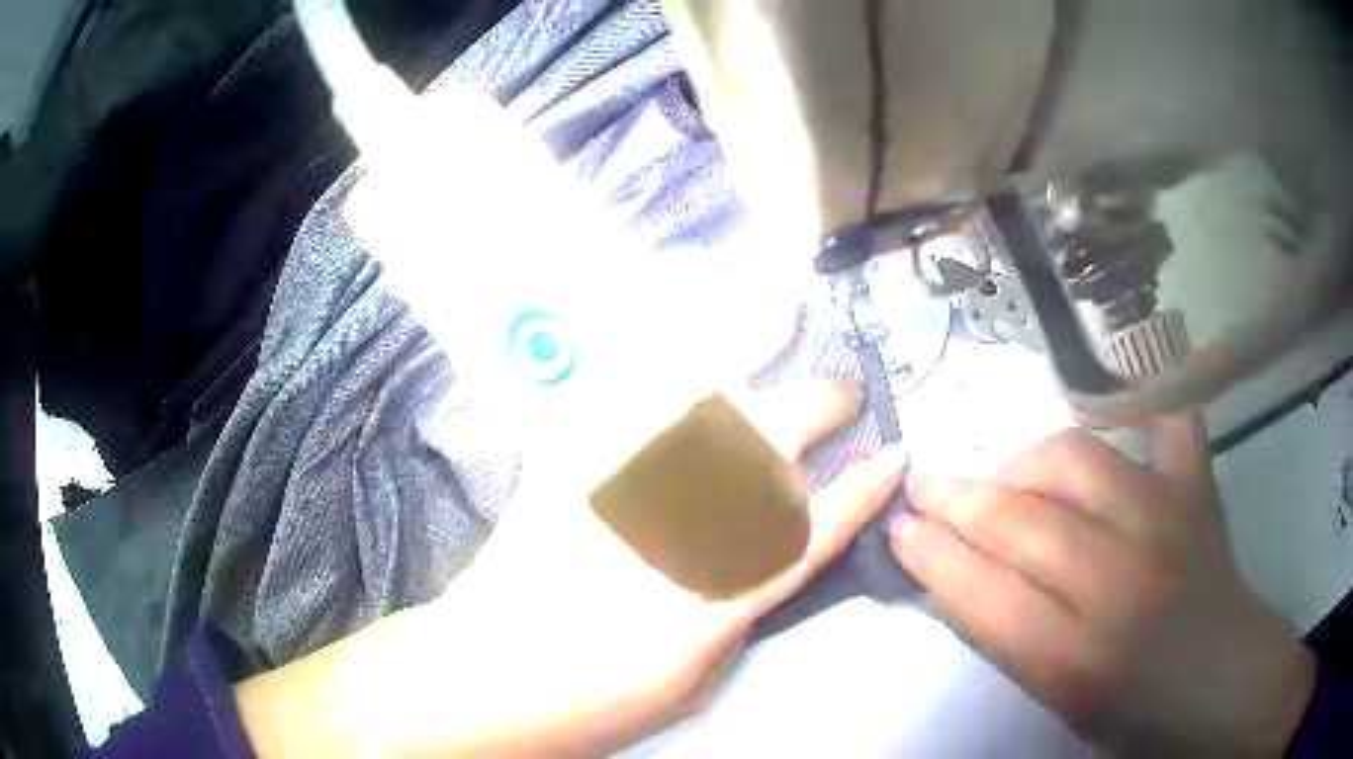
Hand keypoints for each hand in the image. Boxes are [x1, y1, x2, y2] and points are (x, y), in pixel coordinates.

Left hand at [237, 380, 904, 756]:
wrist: (486, 677)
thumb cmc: (592, 698)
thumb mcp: (690, 681)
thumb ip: (734, 615)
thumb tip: (759, 563)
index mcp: (722, 592)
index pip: (815, 528)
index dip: (864, 490)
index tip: (895, 455)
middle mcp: (683, 528)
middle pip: (772, 447)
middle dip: (823, 406)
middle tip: (844, 391)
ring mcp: (622, 487)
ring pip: (697, 401)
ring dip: (746, 347)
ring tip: (776, 311)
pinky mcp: (567, 468)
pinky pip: (614, 398)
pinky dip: (647, 353)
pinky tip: (674, 324)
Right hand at [890, 416, 1315, 753]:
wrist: (1221, 684)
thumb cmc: (1134, 711)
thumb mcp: (1058, 697)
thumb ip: (1010, 636)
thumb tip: (958, 574)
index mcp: (1076, 659)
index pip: (981, 593)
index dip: (931, 555)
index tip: (899, 527)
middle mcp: (1119, 583)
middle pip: (1020, 522)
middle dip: (957, 499)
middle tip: (926, 485)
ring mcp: (1166, 524)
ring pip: (1077, 459)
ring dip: (1028, 462)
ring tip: (1015, 476)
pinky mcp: (1198, 491)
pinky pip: (1166, 426)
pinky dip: (1140, 415)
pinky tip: (1118, 426)